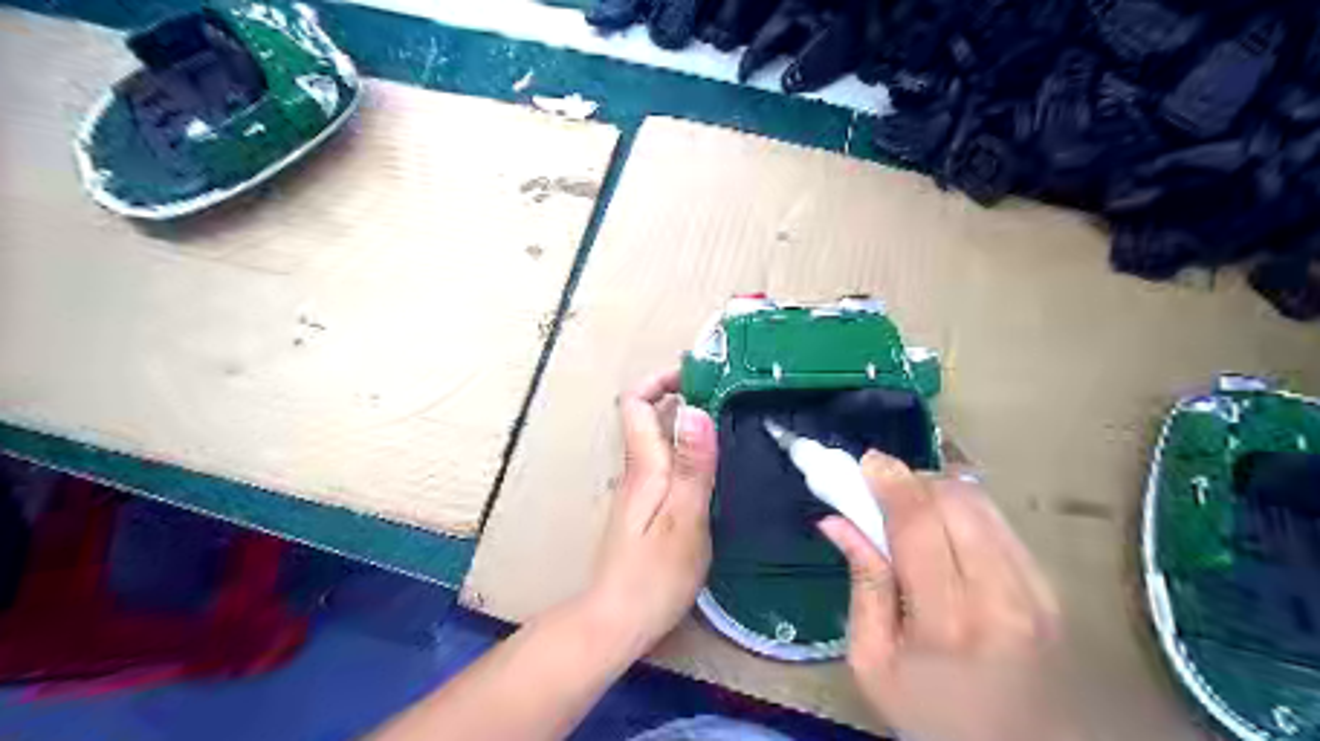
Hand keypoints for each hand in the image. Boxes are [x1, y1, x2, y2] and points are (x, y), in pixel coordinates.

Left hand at [581, 369, 718, 653]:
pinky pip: (664, 463)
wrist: (617, 620)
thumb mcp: (684, 518)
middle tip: (725, 394)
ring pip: (657, 440)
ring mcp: (639, 490)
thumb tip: (695, 409)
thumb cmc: (654, 574)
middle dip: (679, 395)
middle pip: (646, 416)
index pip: (635, 403)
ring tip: (727, 422)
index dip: (660, 380)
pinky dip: (686, 450)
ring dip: (685, 422)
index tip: (698, 374)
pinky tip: (713, 465)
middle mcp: (636, 470)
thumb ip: (692, 465)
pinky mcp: (645, 509)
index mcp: (644, 466)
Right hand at [815, 452, 1080, 740]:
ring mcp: (1036, 591)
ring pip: (983, 503)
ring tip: (912, 509)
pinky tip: (945, 530)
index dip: (890, 482)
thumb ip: (862, 583)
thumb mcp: (872, 661)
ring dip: (940, 490)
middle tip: (884, 490)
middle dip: (914, 480)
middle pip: (956, 500)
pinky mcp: (1051, 588)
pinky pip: (1000, 522)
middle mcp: (1001, 597)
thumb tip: (837, 520)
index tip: (866, 462)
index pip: (918, 524)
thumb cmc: (930, 712)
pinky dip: (965, 510)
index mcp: (946, 622)